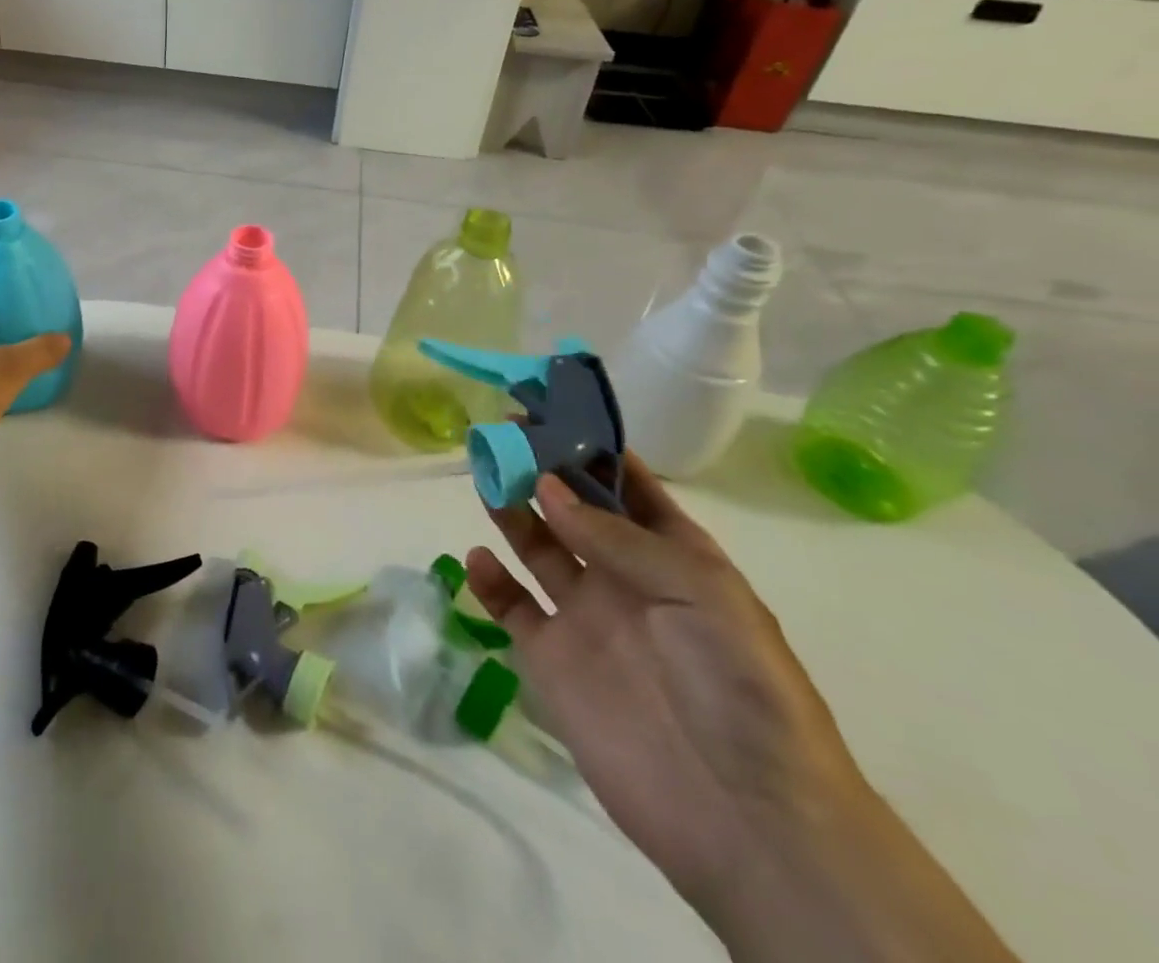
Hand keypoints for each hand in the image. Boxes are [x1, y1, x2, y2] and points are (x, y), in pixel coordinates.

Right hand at [465, 453, 866, 911]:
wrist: (744, 814)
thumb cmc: (737, 685)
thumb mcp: (695, 591)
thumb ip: (615, 537)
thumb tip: (548, 484)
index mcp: (674, 556)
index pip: (628, 485)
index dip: (591, 446)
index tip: (548, 409)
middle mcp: (625, 577)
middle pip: (573, 508)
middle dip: (540, 470)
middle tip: (499, 434)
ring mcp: (586, 617)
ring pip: (537, 547)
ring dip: (511, 511)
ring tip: (483, 478)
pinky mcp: (552, 658)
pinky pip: (512, 607)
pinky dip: (490, 581)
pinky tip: (479, 559)